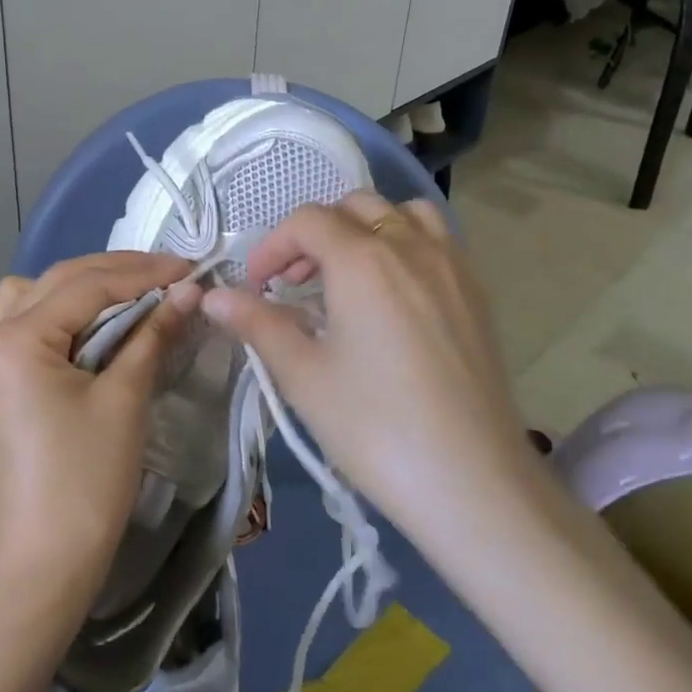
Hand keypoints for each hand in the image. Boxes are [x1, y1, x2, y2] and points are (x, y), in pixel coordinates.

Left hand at [0, 253, 198, 611]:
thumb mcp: (124, 400)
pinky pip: (27, 326)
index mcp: (17, 339)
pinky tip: (95, 327)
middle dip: (117, 273)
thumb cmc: (84, 482)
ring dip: (82, 287)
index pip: (88, 285)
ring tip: (130, 295)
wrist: (39, 570)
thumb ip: (153, 335)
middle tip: (170, 276)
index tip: (189, 269)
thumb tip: (189, 291)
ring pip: (35, 296)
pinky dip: (62, 315)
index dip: (143, 273)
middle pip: (59, 281)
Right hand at [201, 192, 535, 543]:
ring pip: (402, 213)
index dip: (271, 247)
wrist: (475, 484)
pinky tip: (393, 294)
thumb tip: (213, 296)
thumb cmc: (377, 428)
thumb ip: (257, 324)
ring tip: (347, 274)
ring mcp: (451, 265)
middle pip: (353, 206)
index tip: (255, 287)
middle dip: (315, 234)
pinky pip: (437, 239)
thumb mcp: (304, 376)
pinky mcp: (478, 293)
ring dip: (365, 228)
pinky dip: (405, 243)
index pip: (306, 221)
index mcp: (363, 259)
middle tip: (294, 283)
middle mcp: (410, 245)